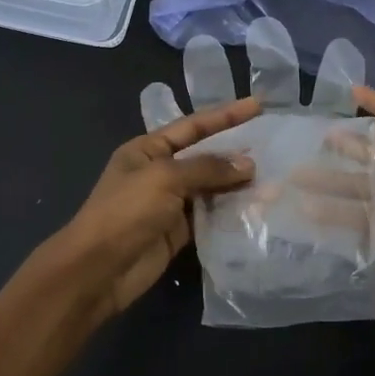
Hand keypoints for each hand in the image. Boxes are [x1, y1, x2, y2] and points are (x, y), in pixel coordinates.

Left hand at [50, 96, 259, 322]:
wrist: (98, 269)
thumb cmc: (126, 212)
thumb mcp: (165, 178)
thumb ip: (208, 168)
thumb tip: (248, 164)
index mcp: (148, 149)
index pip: (193, 125)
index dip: (227, 115)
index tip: (259, 105)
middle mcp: (160, 172)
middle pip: (205, 156)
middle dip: (237, 152)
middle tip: (276, 147)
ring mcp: (169, 203)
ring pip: (211, 188)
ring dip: (239, 185)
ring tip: (275, 180)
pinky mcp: (179, 232)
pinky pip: (210, 215)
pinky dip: (231, 212)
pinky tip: (258, 208)